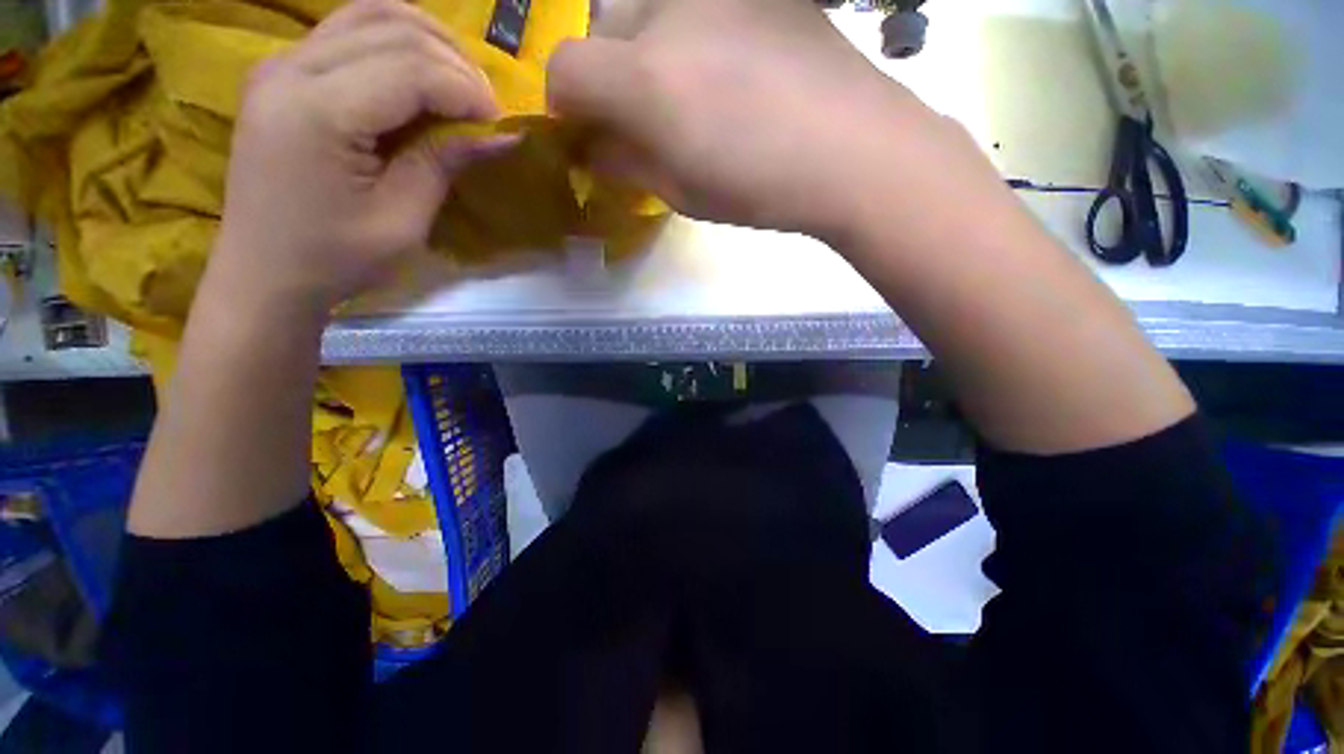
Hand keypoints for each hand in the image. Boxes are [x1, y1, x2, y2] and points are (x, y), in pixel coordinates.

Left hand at [208, 0, 514, 316]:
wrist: (264, 272)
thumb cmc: (335, 258)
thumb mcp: (402, 220)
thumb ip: (444, 163)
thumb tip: (501, 135)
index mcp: (317, 112)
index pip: (410, 69)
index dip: (466, 91)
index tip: (500, 125)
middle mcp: (291, 68)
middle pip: (393, 29)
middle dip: (454, 63)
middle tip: (486, 107)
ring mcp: (281, 63)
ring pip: (371, 13)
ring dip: (429, 42)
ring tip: (461, 84)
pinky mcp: (283, 71)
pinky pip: (350, 30)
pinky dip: (397, 43)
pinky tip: (422, 74)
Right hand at [547, 0, 955, 241]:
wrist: (853, 149)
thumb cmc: (761, 187)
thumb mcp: (682, 193)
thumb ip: (627, 164)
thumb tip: (594, 148)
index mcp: (646, 79)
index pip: (565, 69)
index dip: (567, 105)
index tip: (588, 132)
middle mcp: (667, 11)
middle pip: (601, 27)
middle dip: (608, 74)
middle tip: (642, 115)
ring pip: (647, 7)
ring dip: (648, 49)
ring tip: (691, 91)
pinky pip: (696, 5)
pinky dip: (691, 34)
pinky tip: (729, 67)